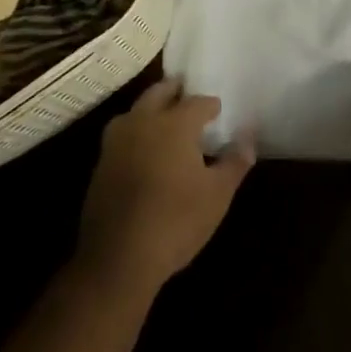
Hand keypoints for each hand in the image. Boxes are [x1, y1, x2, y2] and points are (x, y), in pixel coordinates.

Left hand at [77, 78, 253, 294]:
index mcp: (174, 123)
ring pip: (136, 111)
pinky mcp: (101, 164)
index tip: (219, 112)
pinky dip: (136, 133)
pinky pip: (123, 135)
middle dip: (176, 91)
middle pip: (160, 93)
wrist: (117, 260)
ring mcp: (116, 142)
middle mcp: (143, 122)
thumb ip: (235, 161)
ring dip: (151, 109)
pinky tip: (145, 151)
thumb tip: (249, 137)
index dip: (211, 106)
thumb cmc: (175, 221)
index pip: (198, 102)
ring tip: (166, 120)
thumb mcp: (217, 195)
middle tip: (189, 95)